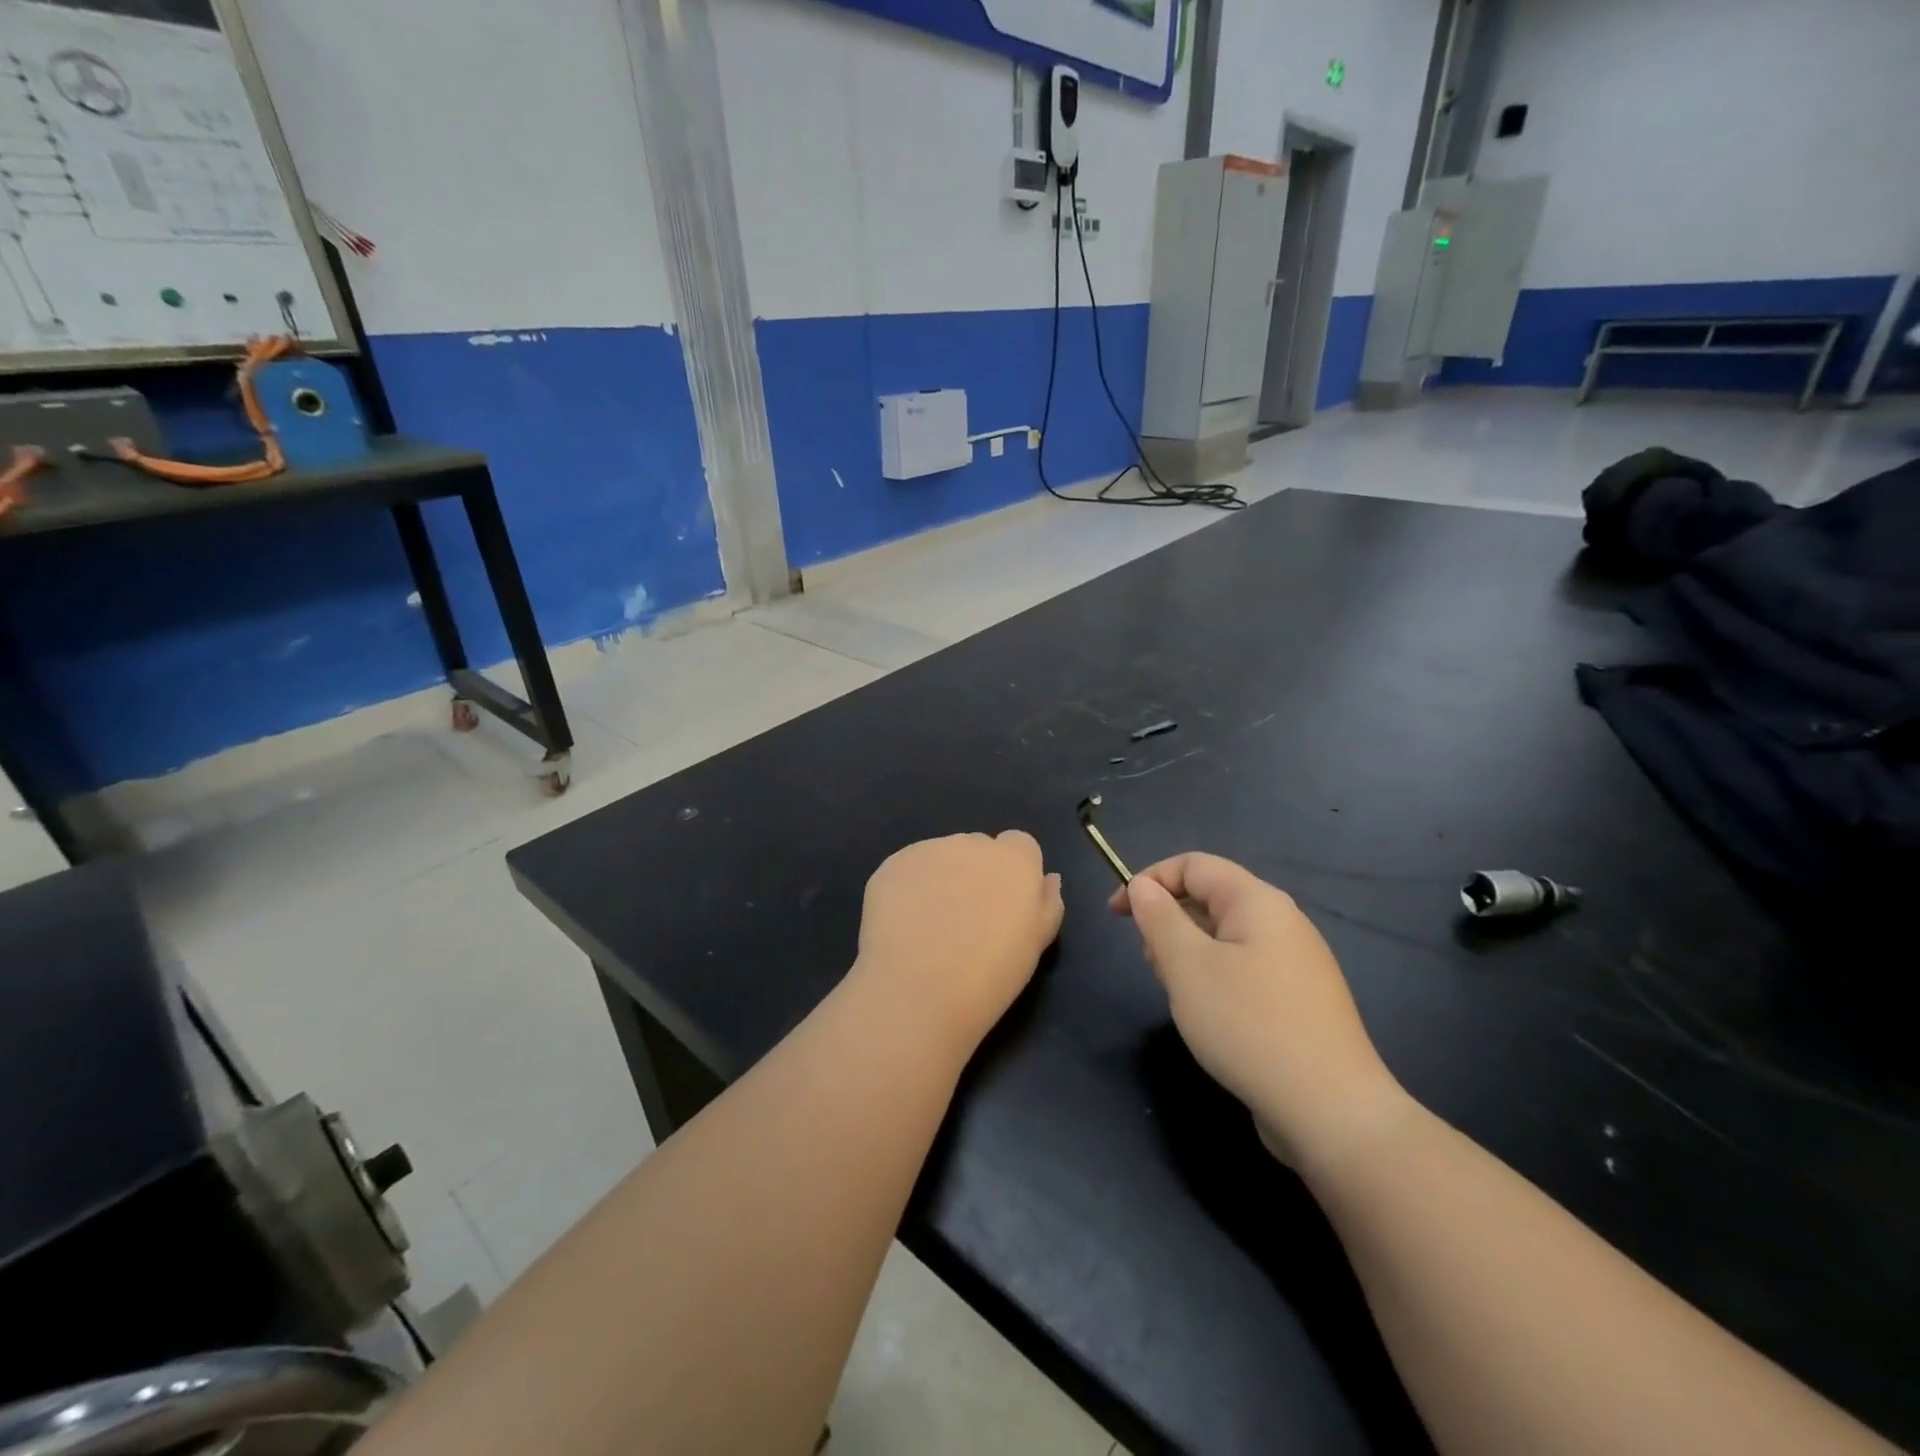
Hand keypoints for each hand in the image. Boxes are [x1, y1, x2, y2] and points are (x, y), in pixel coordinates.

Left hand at [856, 832, 1064, 1050]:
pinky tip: (903, 926)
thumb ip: (1047, 904)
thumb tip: (1047, 879)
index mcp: (1014, 860)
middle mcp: (972, 843)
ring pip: (941, 856)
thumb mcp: (1035, 945)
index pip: (1020, 845)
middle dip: (975, 873)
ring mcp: (927, 850)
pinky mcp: (892, 865)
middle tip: (966, 920)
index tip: (1003, 906)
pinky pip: (907, 869)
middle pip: (978, 848)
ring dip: (941, 878)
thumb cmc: (989, 975)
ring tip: (931, 927)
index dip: (1012, 874)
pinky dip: (908, 889)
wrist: (918, 990)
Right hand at [1110, 853, 1407, 1167]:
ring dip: (1189, 954)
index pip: (1193, 865)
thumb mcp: (1187, 966)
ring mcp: (1296, 963)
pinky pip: (1244, 969)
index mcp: (1257, 902)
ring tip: (1180, 996)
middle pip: (1210, 899)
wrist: (1331, 1112)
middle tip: (1153, 965)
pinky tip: (1210, 1018)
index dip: (1149, 880)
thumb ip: (1159, 918)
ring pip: (1224, 938)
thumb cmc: (1248, 1025)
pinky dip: (1215, 979)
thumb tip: (1143, 886)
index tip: (1117, 915)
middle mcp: (1282, 922)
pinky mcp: (1299, 1000)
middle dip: (1169, 922)